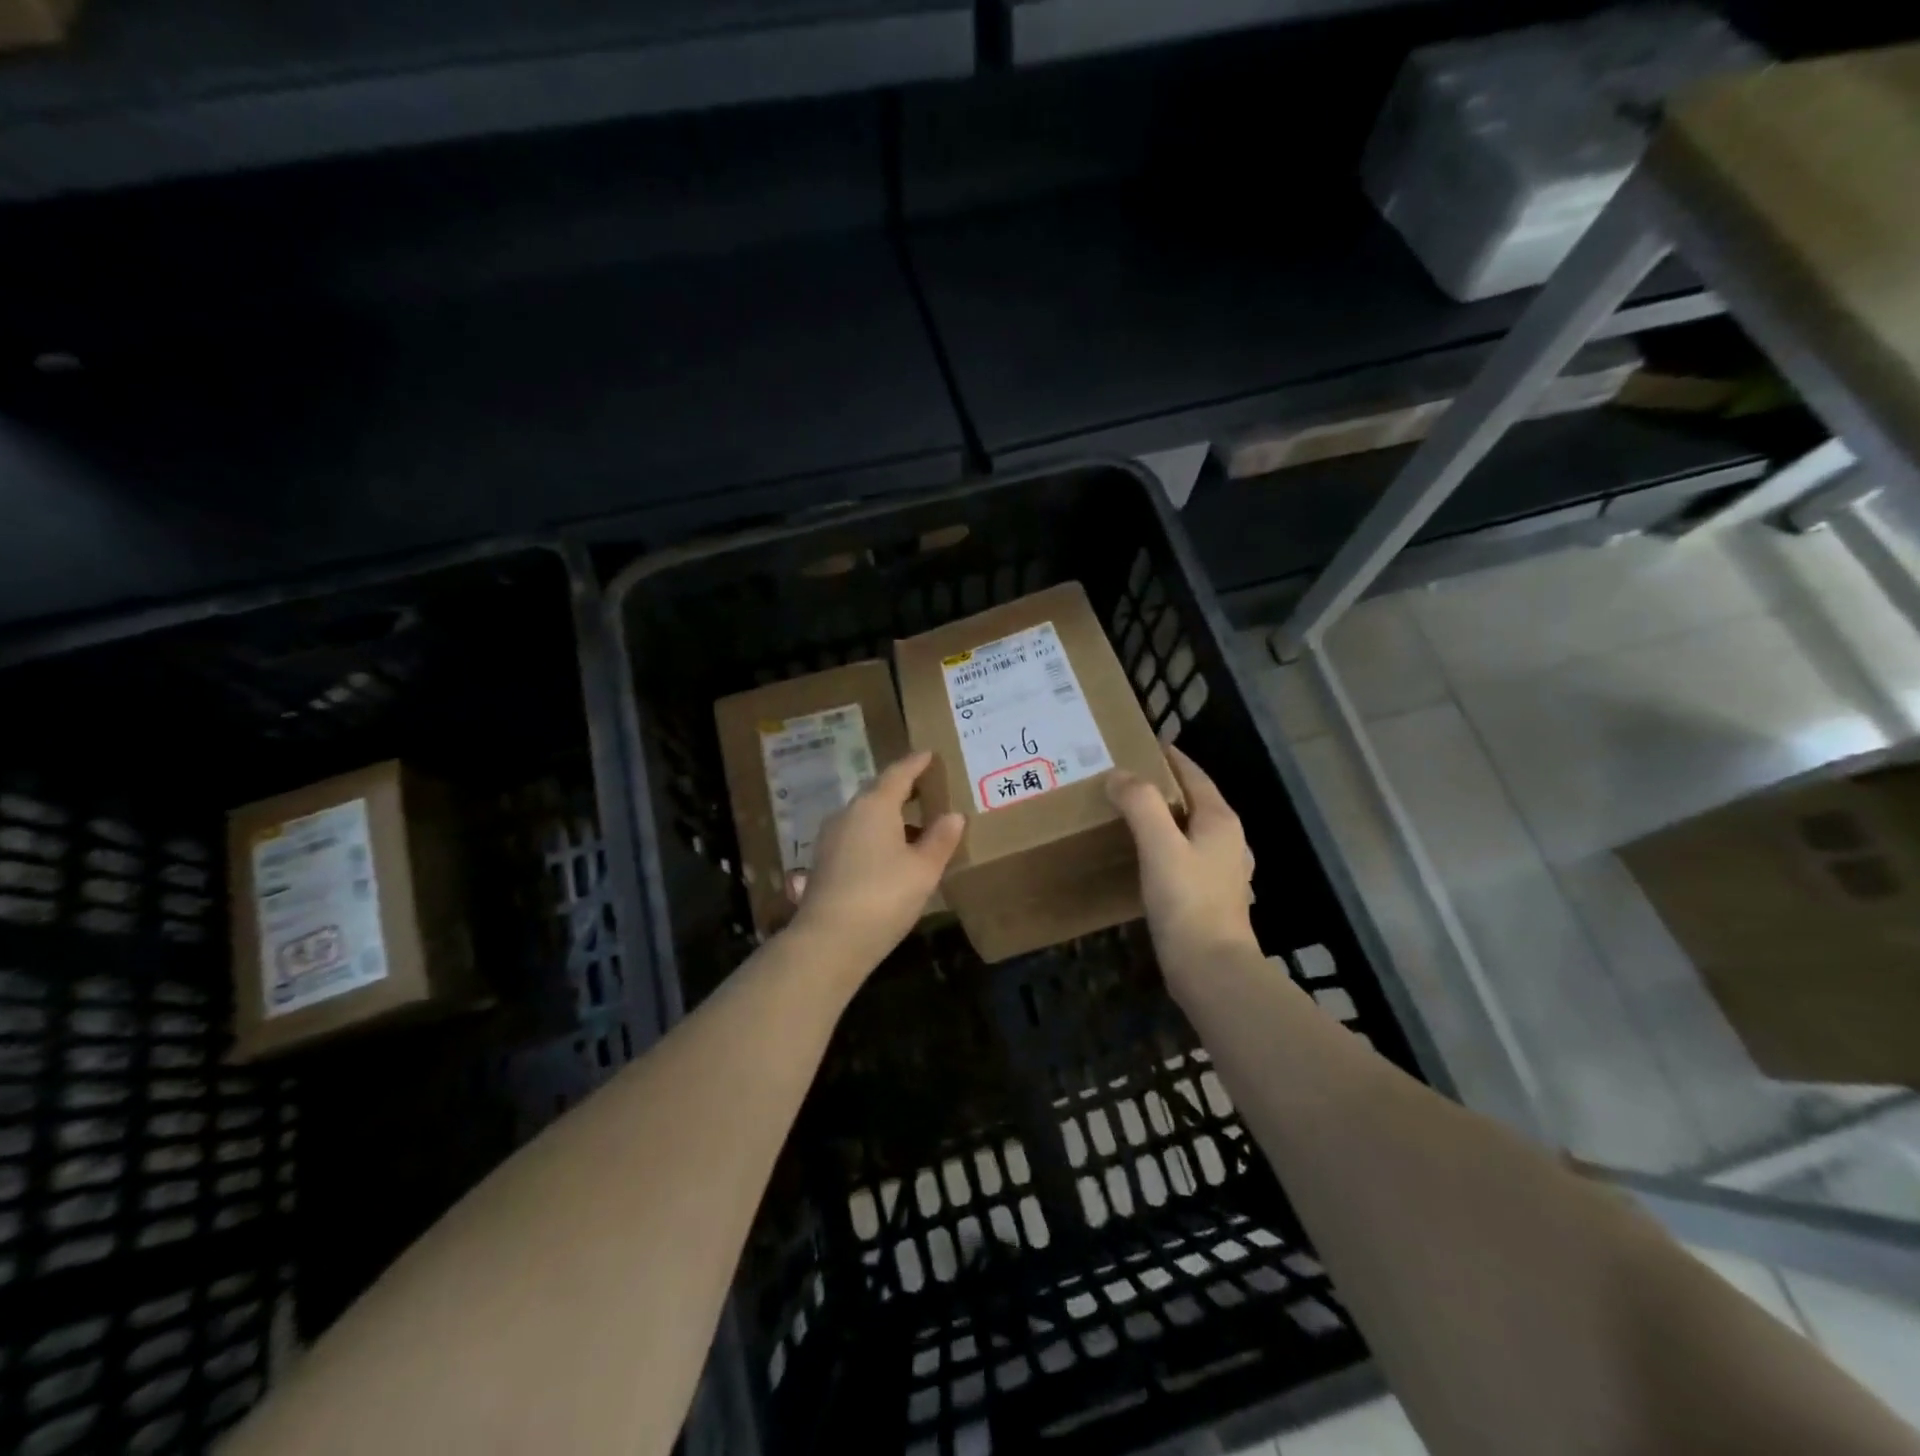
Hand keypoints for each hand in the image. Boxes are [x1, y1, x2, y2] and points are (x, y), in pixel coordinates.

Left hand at [787, 750, 964, 975]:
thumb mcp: (923, 869)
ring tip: (914, 826)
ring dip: (889, 816)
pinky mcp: (823, 862)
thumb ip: (940, 839)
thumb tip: (953, 815)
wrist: (829, 940)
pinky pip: (855, 836)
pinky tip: (890, 855)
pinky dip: (875, 835)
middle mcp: (848, 814)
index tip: (928, 754)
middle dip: (901, 788)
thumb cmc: (884, 896)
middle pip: (877, 792)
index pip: (898, 774)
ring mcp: (830, 838)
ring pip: (864, 816)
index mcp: (874, 806)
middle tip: (925, 788)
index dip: (915, 763)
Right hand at [1105, 744, 1257, 985]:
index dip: (1169, 757)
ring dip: (1164, 816)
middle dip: (1163, 786)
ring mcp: (1223, 870)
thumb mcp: (1159, 845)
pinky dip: (1166, 844)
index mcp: (1220, 820)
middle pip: (1194, 800)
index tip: (1139, 745)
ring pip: (1191, 829)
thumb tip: (1119, 775)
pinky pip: (1186, 855)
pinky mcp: (1211, 895)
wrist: (1211, 970)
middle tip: (1124, 779)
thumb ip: (1140, 804)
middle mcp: (1228, 840)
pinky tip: (1146, 856)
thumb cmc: (1187, 902)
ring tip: (1130, 814)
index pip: (1194, 775)